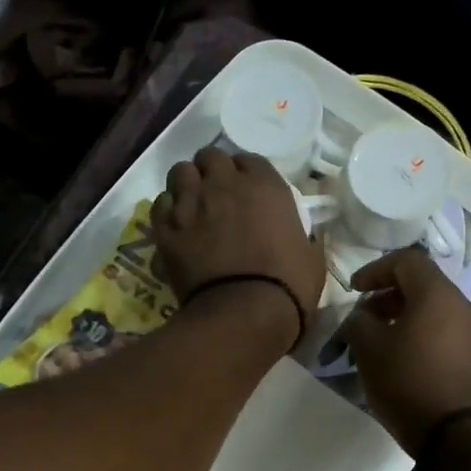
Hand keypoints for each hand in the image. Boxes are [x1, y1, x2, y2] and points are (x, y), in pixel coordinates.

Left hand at [151, 148, 325, 337]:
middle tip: (216, 193)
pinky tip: (175, 225)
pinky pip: (160, 204)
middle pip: (210, 157)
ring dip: (187, 184)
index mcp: (265, 186)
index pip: (249, 160)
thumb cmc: (288, 286)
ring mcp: (192, 204)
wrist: (245, 313)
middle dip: (212, 171)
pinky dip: (167, 210)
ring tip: (192, 204)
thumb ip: (299, 236)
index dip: (245, 173)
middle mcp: (225, 185)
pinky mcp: (167, 229)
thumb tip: (297, 239)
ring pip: (180, 172)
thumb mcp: (310, 256)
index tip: (246, 190)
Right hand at [343, 249, 470, 454]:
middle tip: (364, 320)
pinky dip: (422, 338)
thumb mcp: (369, 350)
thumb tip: (363, 317)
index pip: (407, 261)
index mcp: (438, 294)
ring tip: (380, 345)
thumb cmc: (410, 382)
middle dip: (388, 298)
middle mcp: (463, 307)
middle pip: (423, 286)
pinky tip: (404, 364)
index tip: (354, 290)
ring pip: (435, 312)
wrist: (461, 436)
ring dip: (405, 320)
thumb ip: (359, 322)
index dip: (375, 270)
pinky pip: (446, 335)